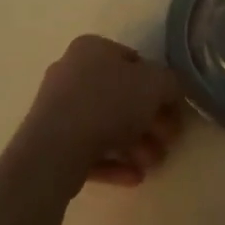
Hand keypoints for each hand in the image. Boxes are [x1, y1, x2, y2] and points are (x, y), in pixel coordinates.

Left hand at [18, 35, 184, 192]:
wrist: (55, 148)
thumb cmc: (108, 103)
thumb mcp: (154, 84)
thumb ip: (170, 84)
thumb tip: (171, 92)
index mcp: (92, 48)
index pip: (133, 62)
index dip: (158, 87)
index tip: (173, 113)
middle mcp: (72, 70)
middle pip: (120, 96)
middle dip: (148, 123)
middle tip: (167, 144)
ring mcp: (58, 107)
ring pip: (105, 124)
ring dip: (135, 145)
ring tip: (152, 165)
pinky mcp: (50, 141)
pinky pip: (88, 148)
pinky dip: (113, 161)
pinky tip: (134, 177)